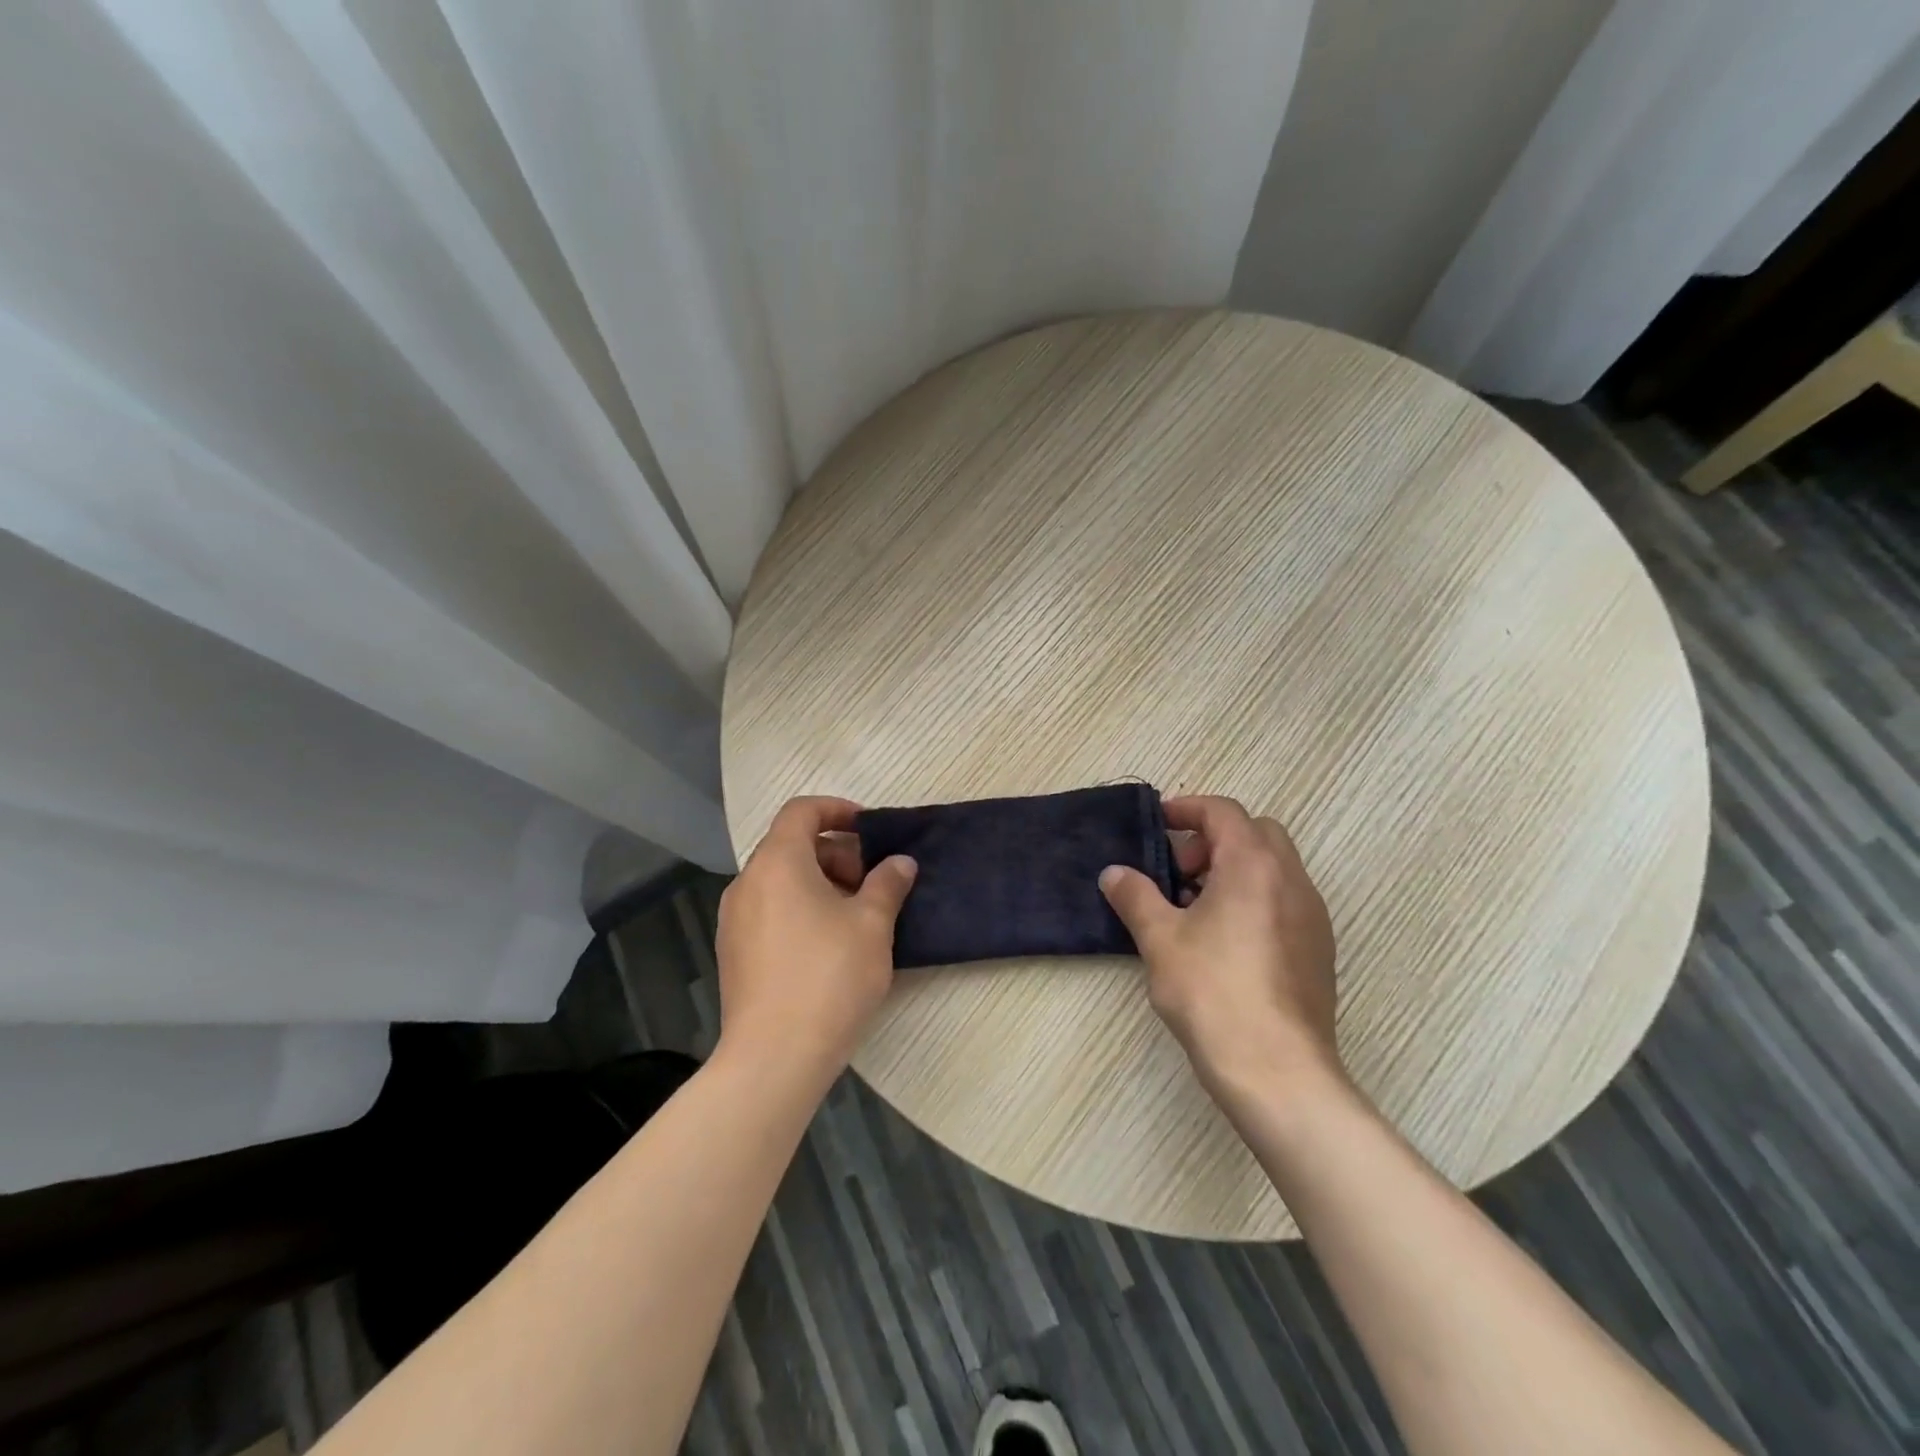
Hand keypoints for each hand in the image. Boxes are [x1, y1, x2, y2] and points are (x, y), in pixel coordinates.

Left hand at [715, 796, 916, 1078]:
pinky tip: (829, 946)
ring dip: (820, 884)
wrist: (774, 1058)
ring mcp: (734, 920)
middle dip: (836, 854)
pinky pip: (770, 911)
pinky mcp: (734, 953)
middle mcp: (747, 883)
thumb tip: (900, 863)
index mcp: (777, 863)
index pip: (801, 811)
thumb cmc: (828, 978)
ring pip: (781, 881)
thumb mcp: (872, 925)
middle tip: (872, 883)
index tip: (869, 830)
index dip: (837, 810)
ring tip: (856, 917)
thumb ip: (888, 884)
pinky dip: (800, 910)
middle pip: (791, 846)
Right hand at [1099, 795, 1340, 1100]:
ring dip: (1233, 870)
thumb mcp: (1160, 939)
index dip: (1187, 808)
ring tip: (1193, 909)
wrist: (1277, 1070)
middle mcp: (1292, 880)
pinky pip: (1283, 900)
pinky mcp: (1318, 949)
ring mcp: (1312, 916)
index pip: (1223, 812)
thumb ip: (1135, 896)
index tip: (1158, 822)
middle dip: (1213, 840)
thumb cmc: (1213, 992)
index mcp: (1254, 865)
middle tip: (1178, 871)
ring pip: (1273, 868)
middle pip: (1255, 833)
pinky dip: (1253, 898)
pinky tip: (1223, 941)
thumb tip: (1114, 873)